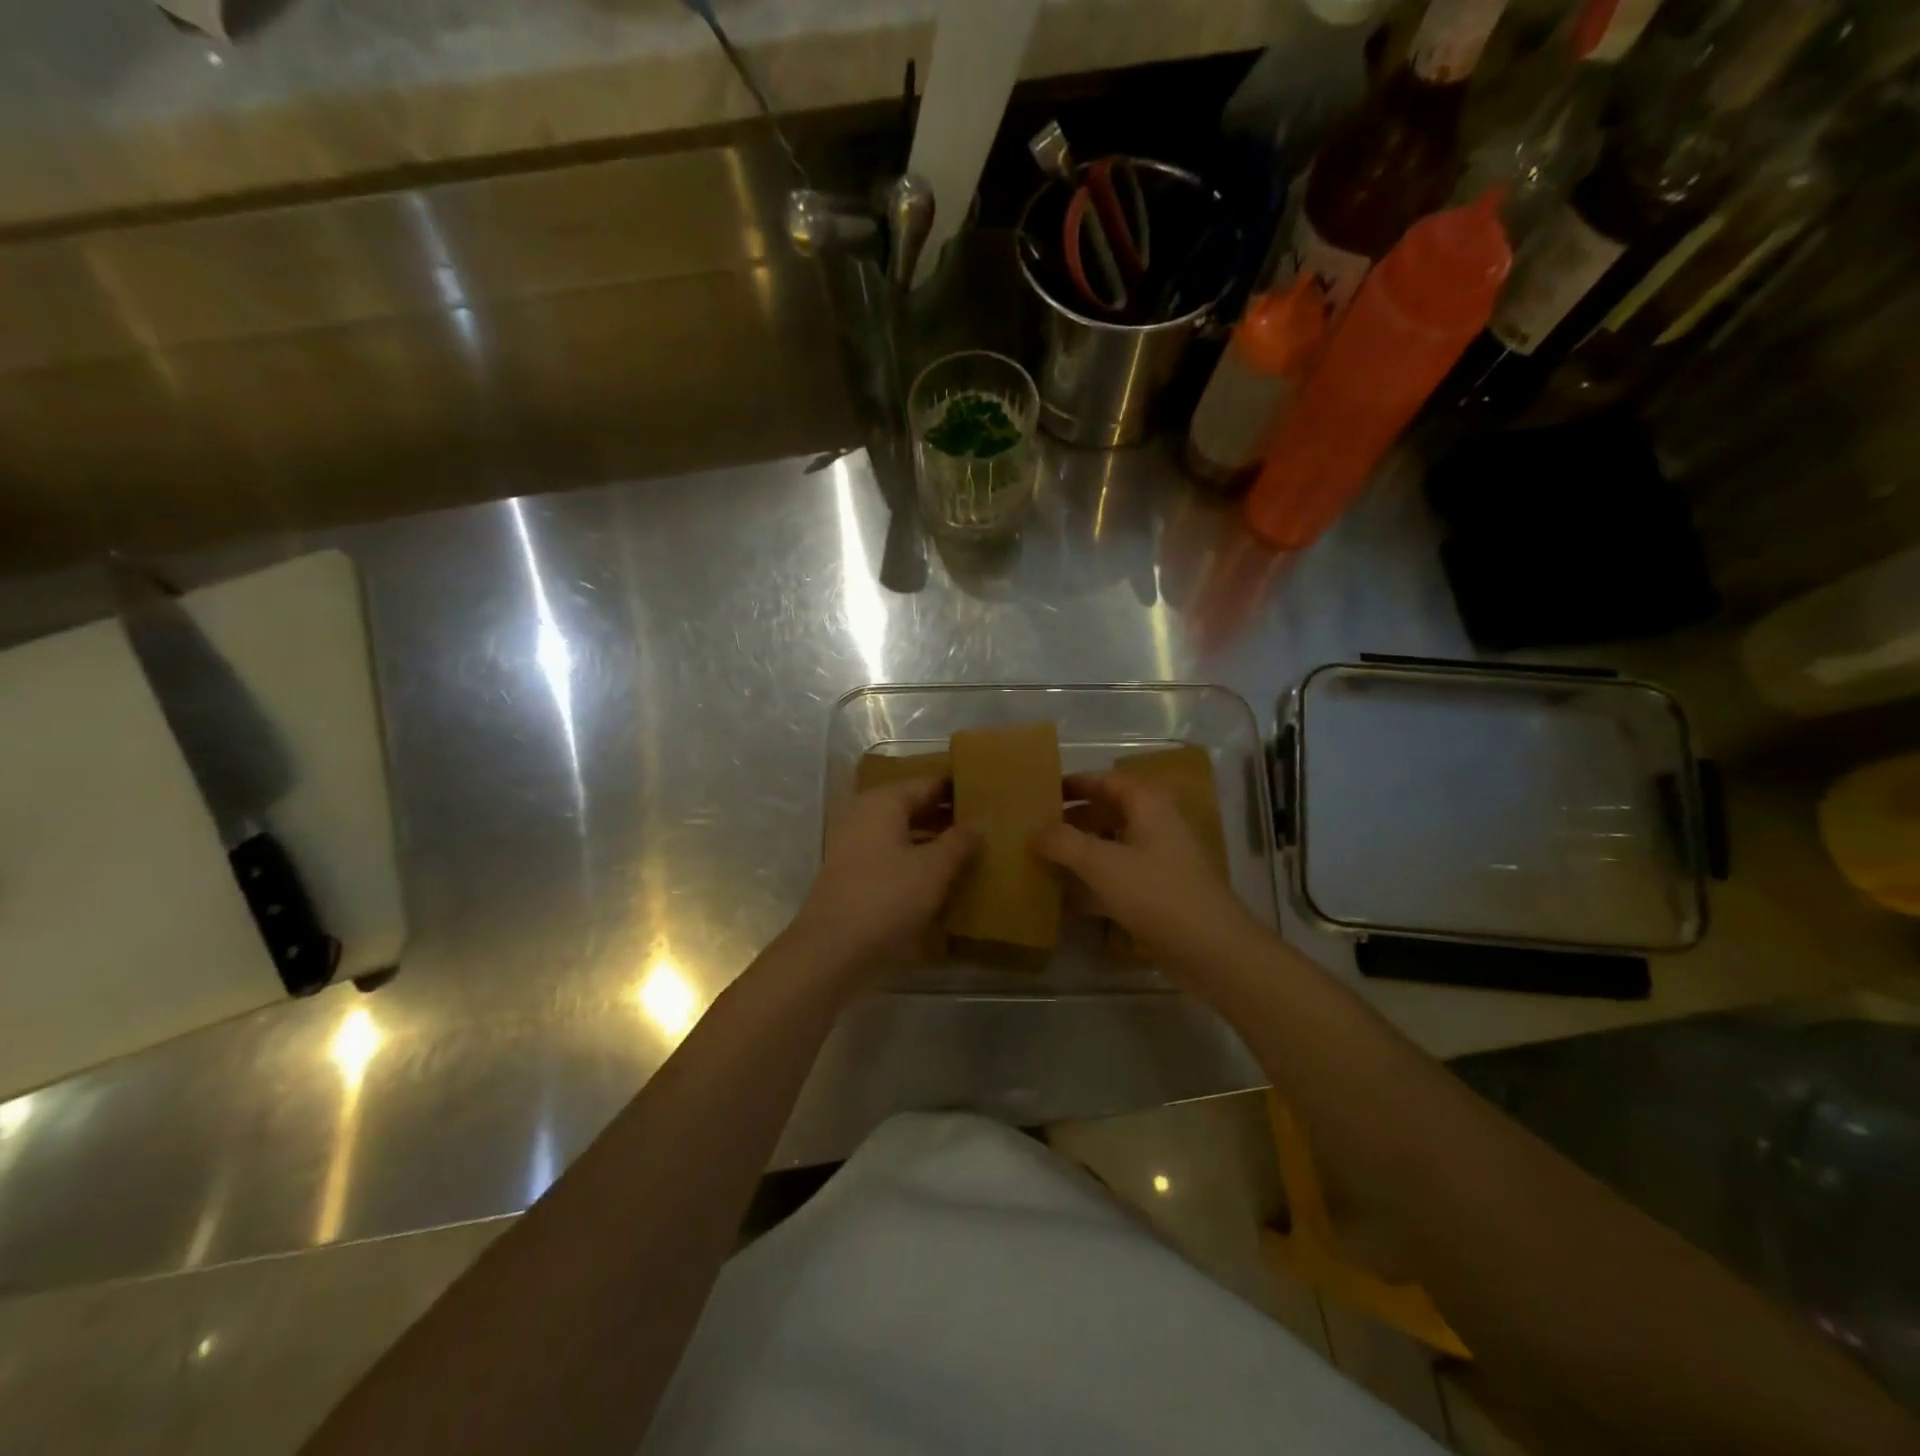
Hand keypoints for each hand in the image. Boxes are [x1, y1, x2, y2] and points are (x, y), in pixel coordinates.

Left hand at [787, 776, 979, 976]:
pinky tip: (943, 879)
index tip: (991, 795)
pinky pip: (894, 858)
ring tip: (973, 851)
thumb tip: (979, 821)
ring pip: (904, 834)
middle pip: (915, 807)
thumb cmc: (886, 899)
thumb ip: (959, 841)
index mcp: (884, 803)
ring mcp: (856, 847)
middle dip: (948, 816)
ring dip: (935, 841)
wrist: (832, 952)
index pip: (929, 783)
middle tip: (989, 824)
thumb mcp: (933, 869)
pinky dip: (917, 862)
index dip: (959, 788)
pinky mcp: (855, 876)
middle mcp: (866, 816)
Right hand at [1033, 772, 1262, 970]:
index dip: (1072, 784)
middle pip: (1108, 811)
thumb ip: (1063, 842)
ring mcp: (1161, 859)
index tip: (1039, 792)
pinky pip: (1120, 876)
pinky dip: (1095, 881)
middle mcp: (1156, 823)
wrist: (1212, 950)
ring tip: (1043, 859)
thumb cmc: (1156, 893)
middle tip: (1035, 829)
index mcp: (1147, 803)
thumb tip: (1034, 830)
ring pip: (1113, 845)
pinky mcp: (1161, 891)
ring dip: (1081, 851)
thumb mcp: (1101, 863)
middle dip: (1072, 819)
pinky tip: (1067, 897)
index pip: (1104, 780)